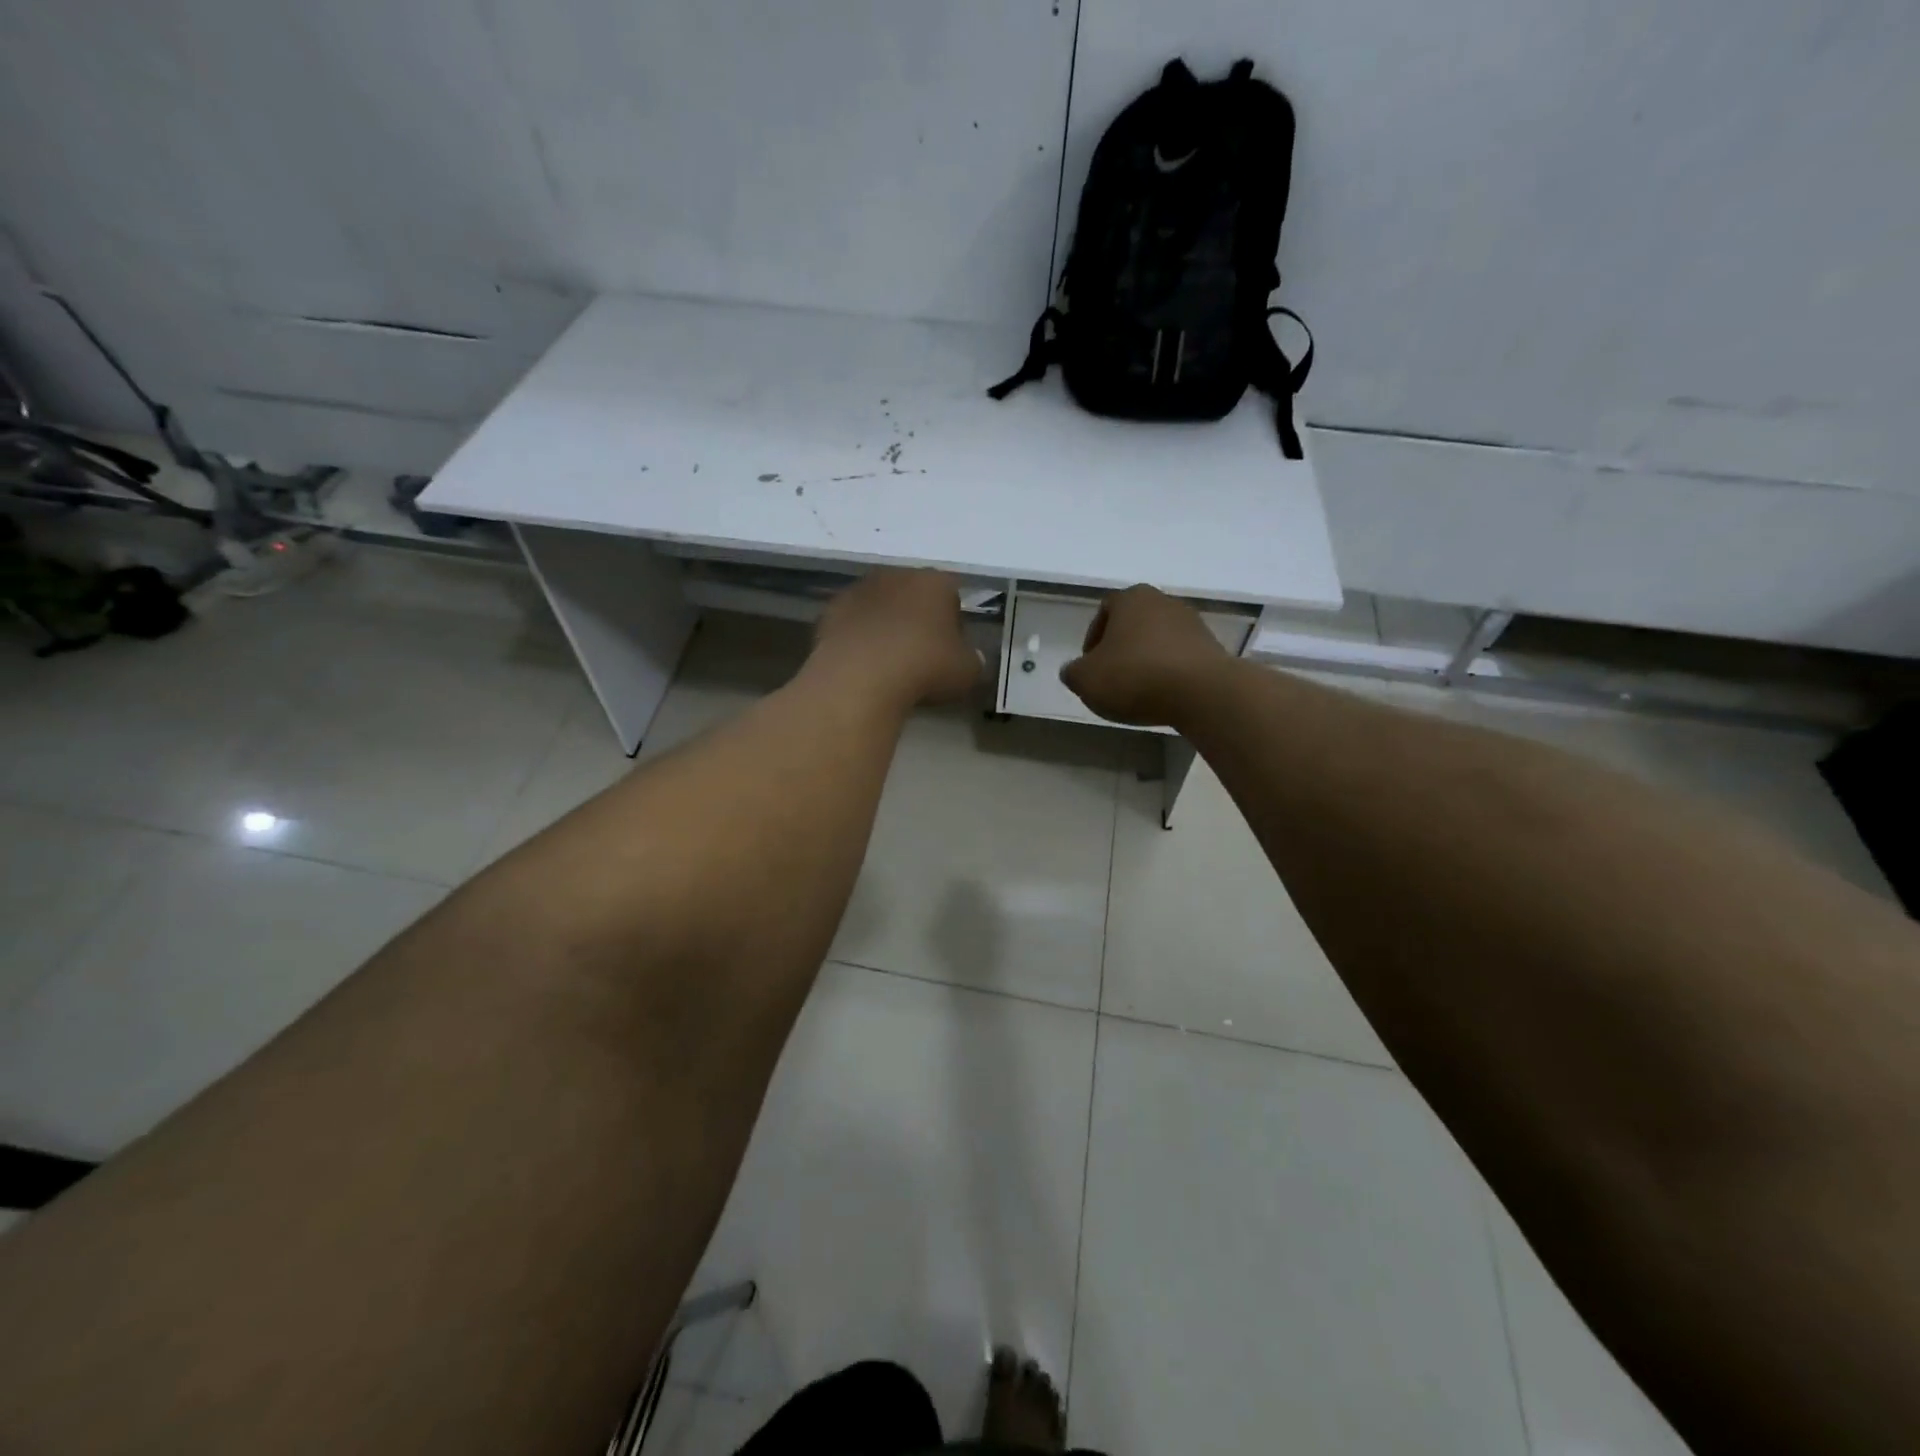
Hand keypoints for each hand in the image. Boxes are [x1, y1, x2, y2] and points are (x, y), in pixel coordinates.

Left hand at [811, 568, 982, 707]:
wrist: (861, 676)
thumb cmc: (924, 667)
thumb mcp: (966, 672)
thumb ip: (972, 660)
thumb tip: (970, 659)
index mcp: (935, 582)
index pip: (952, 594)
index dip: (954, 622)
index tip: (950, 649)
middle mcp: (897, 575)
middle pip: (914, 594)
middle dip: (918, 617)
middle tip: (920, 654)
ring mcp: (860, 589)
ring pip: (881, 605)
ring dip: (886, 625)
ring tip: (888, 661)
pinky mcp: (831, 609)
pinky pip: (854, 622)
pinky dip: (859, 637)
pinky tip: (863, 663)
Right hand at [1060, 584, 1229, 726]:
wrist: (1202, 692)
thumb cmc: (1135, 676)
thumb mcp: (1086, 680)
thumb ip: (1073, 673)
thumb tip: (1074, 671)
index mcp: (1131, 599)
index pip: (1105, 610)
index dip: (1092, 638)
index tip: (1090, 665)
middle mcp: (1164, 602)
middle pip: (1134, 623)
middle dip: (1121, 648)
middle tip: (1111, 677)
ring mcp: (1192, 623)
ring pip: (1158, 640)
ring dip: (1146, 660)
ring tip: (1139, 690)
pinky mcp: (1212, 648)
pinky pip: (1180, 657)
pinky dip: (1169, 672)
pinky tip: (1163, 695)